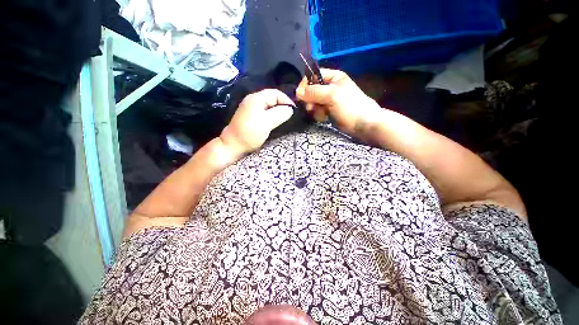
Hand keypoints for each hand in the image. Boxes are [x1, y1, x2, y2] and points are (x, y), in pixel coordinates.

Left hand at [220, 89, 294, 154]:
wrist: (233, 145)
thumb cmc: (250, 133)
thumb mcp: (266, 123)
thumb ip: (280, 114)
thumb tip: (290, 109)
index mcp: (256, 99)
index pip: (276, 93)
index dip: (286, 100)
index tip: (294, 111)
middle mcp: (253, 100)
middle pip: (272, 98)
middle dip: (283, 105)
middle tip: (291, 116)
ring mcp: (251, 108)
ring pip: (269, 105)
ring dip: (278, 111)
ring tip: (285, 119)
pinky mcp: (250, 116)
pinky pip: (265, 112)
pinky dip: (272, 115)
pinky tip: (276, 122)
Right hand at [296, 69, 381, 137]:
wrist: (362, 124)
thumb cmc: (349, 106)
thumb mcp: (332, 95)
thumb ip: (314, 92)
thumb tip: (297, 92)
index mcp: (333, 77)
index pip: (313, 76)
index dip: (305, 85)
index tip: (302, 96)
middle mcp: (329, 87)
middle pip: (311, 91)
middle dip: (310, 100)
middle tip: (311, 108)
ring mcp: (328, 100)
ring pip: (313, 102)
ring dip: (314, 109)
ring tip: (321, 114)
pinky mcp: (328, 111)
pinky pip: (317, 111)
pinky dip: (318, 115)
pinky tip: (324, 118)